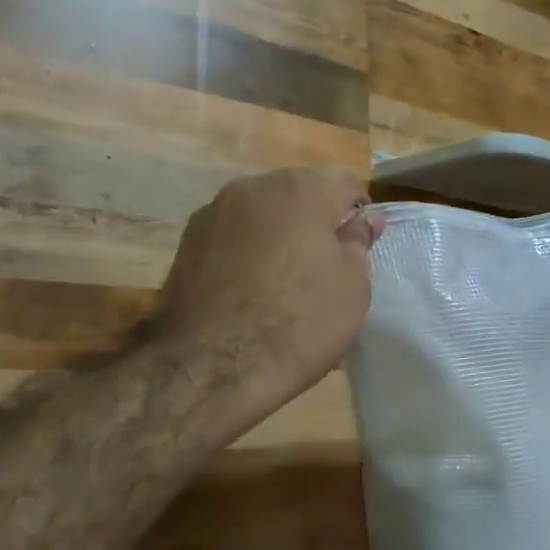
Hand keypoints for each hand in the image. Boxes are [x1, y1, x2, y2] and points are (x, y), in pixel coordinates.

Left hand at [155, 167, 384, 430]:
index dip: (357, 213)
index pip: (344, 182)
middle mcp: (253, 186)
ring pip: (261, 213)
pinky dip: (245, 251)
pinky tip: (248, 290)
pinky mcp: (186, 243)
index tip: (357, 250)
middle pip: (298, 192)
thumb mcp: (352, 287)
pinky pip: (231, 236)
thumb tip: (362, 220)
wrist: (212, 367)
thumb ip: (358, 242)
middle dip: (314, 220)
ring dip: (277, 235)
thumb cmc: (298, 322)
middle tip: (322, 268)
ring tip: (281, 282)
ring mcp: (213, 212)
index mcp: (300, 188)